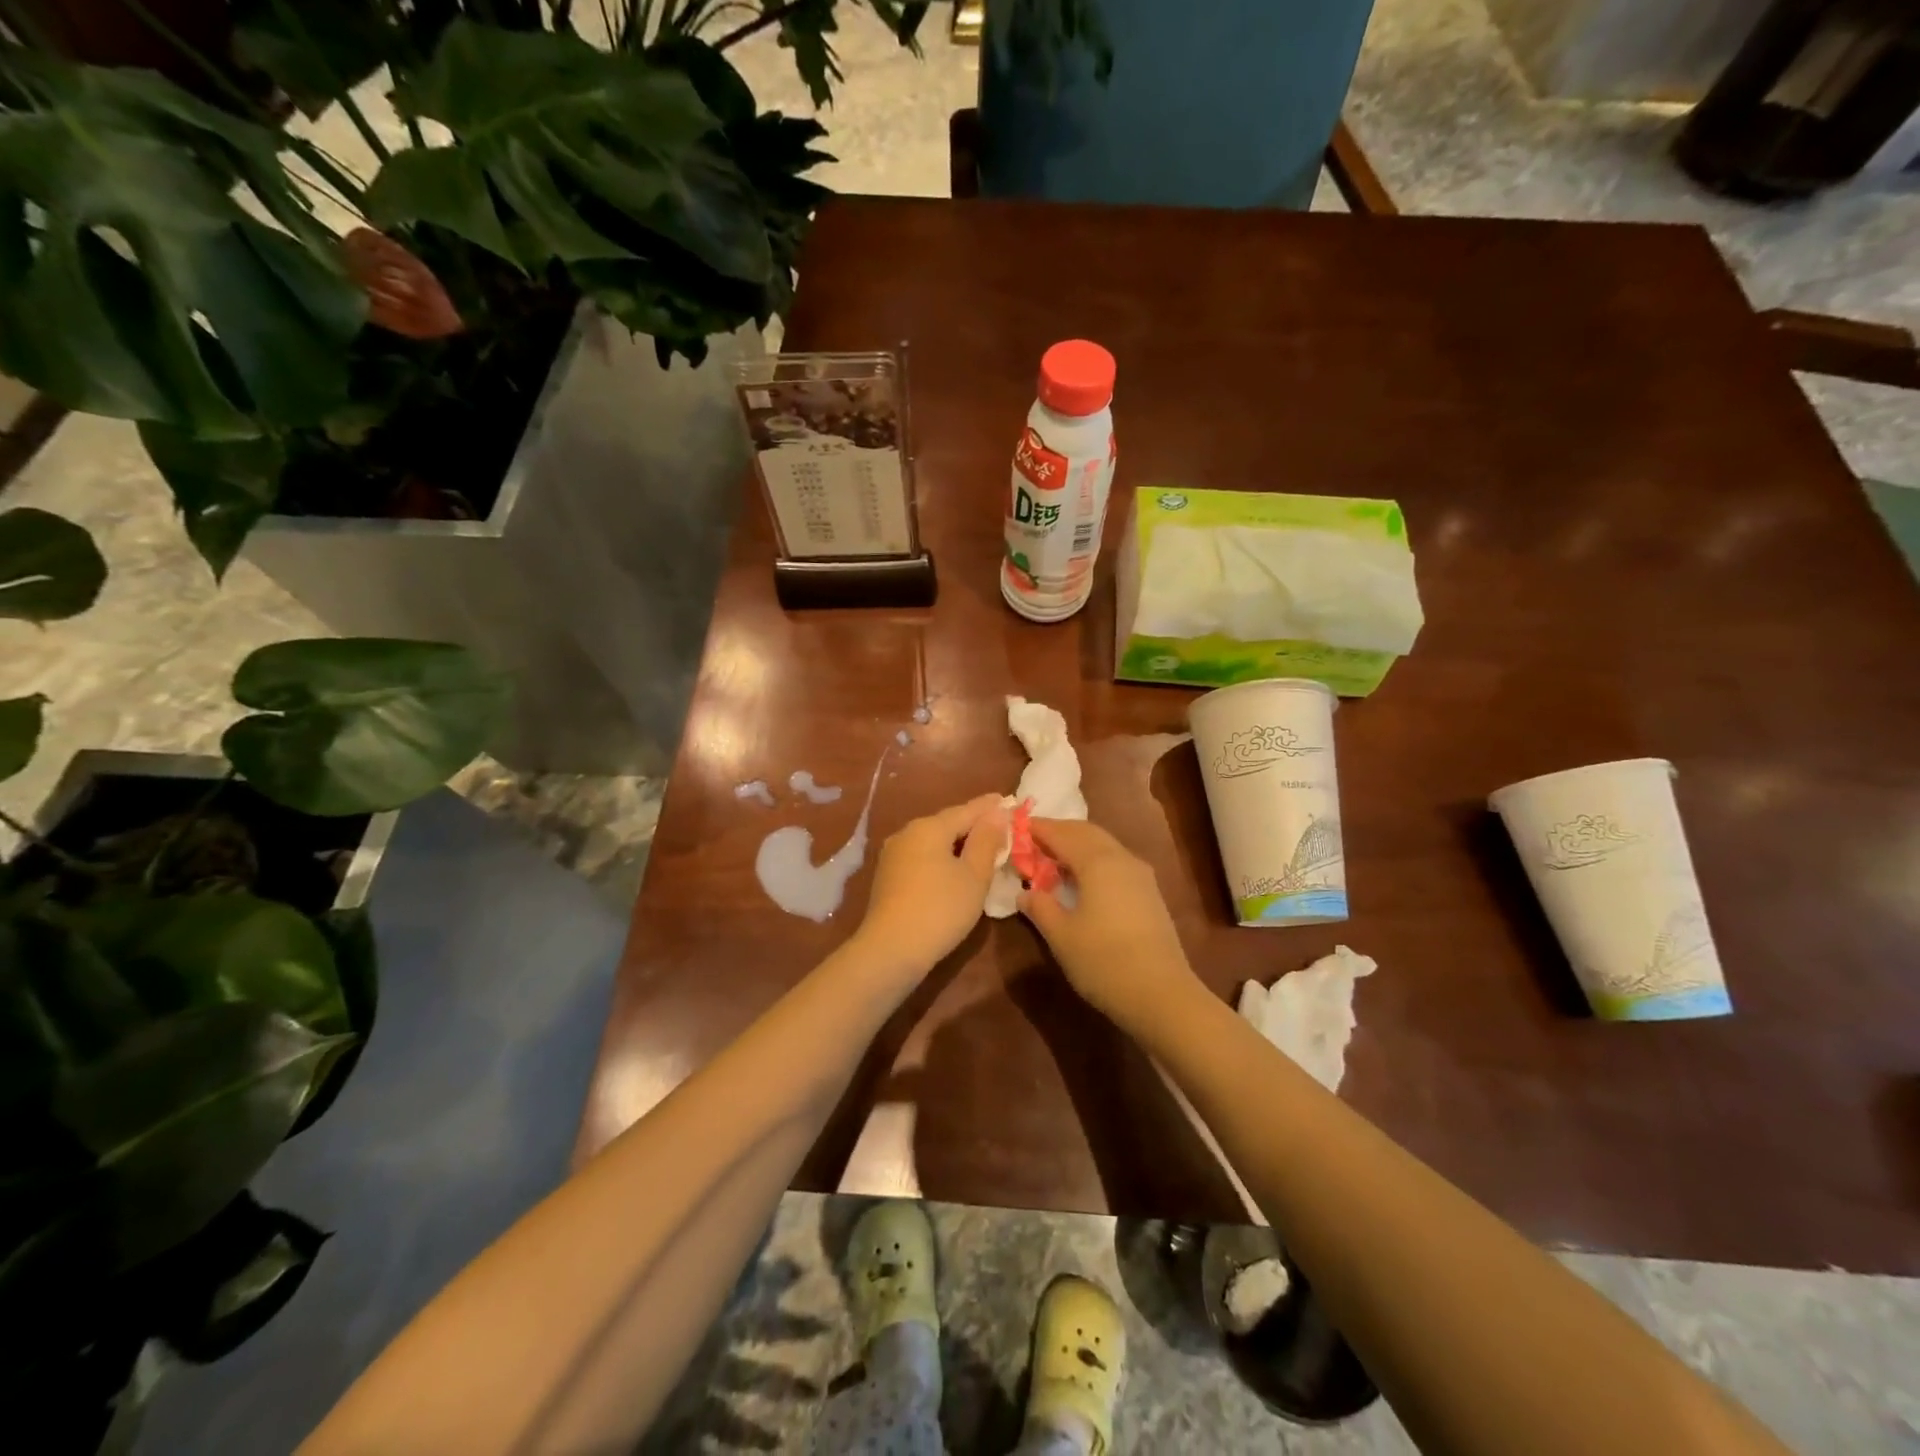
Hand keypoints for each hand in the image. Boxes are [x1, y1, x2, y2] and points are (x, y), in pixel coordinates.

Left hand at [854, 794, 1007, 976]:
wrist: (890, 949)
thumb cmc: (941, 909)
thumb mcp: (974, 876)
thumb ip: (986, 841)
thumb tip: (996, 812)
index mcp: (929, 827)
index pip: (967, 810)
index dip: (990, 806)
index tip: (1009, 800)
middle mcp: (907, 833)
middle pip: (947, 823)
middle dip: (973, 824)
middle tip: (999, 826)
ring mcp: (893, 855)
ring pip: (933, 840)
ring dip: (957, 842)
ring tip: (980, 847)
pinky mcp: (887, 876)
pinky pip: (922, 856)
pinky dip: (941, 857)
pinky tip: (953, 868)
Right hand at [1018, 819, 1200, 1027]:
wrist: (1161, 994)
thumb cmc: (1103, 961)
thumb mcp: (1061, 936)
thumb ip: (1040, 908)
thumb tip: (1025, 892)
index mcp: (1097, 862)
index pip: (1062, 834)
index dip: (1038, 829)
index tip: (1017, 827)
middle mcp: (1121, 858)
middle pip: (1086, 832)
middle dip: (1059, 831)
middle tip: (1033, 839)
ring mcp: (1140, 875)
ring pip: (1104, 845)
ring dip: (1078, 844)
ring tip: (1053, 857)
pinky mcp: (1149, 893)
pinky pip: (1115, 861)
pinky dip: (1094, 859)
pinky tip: (1082, 879)